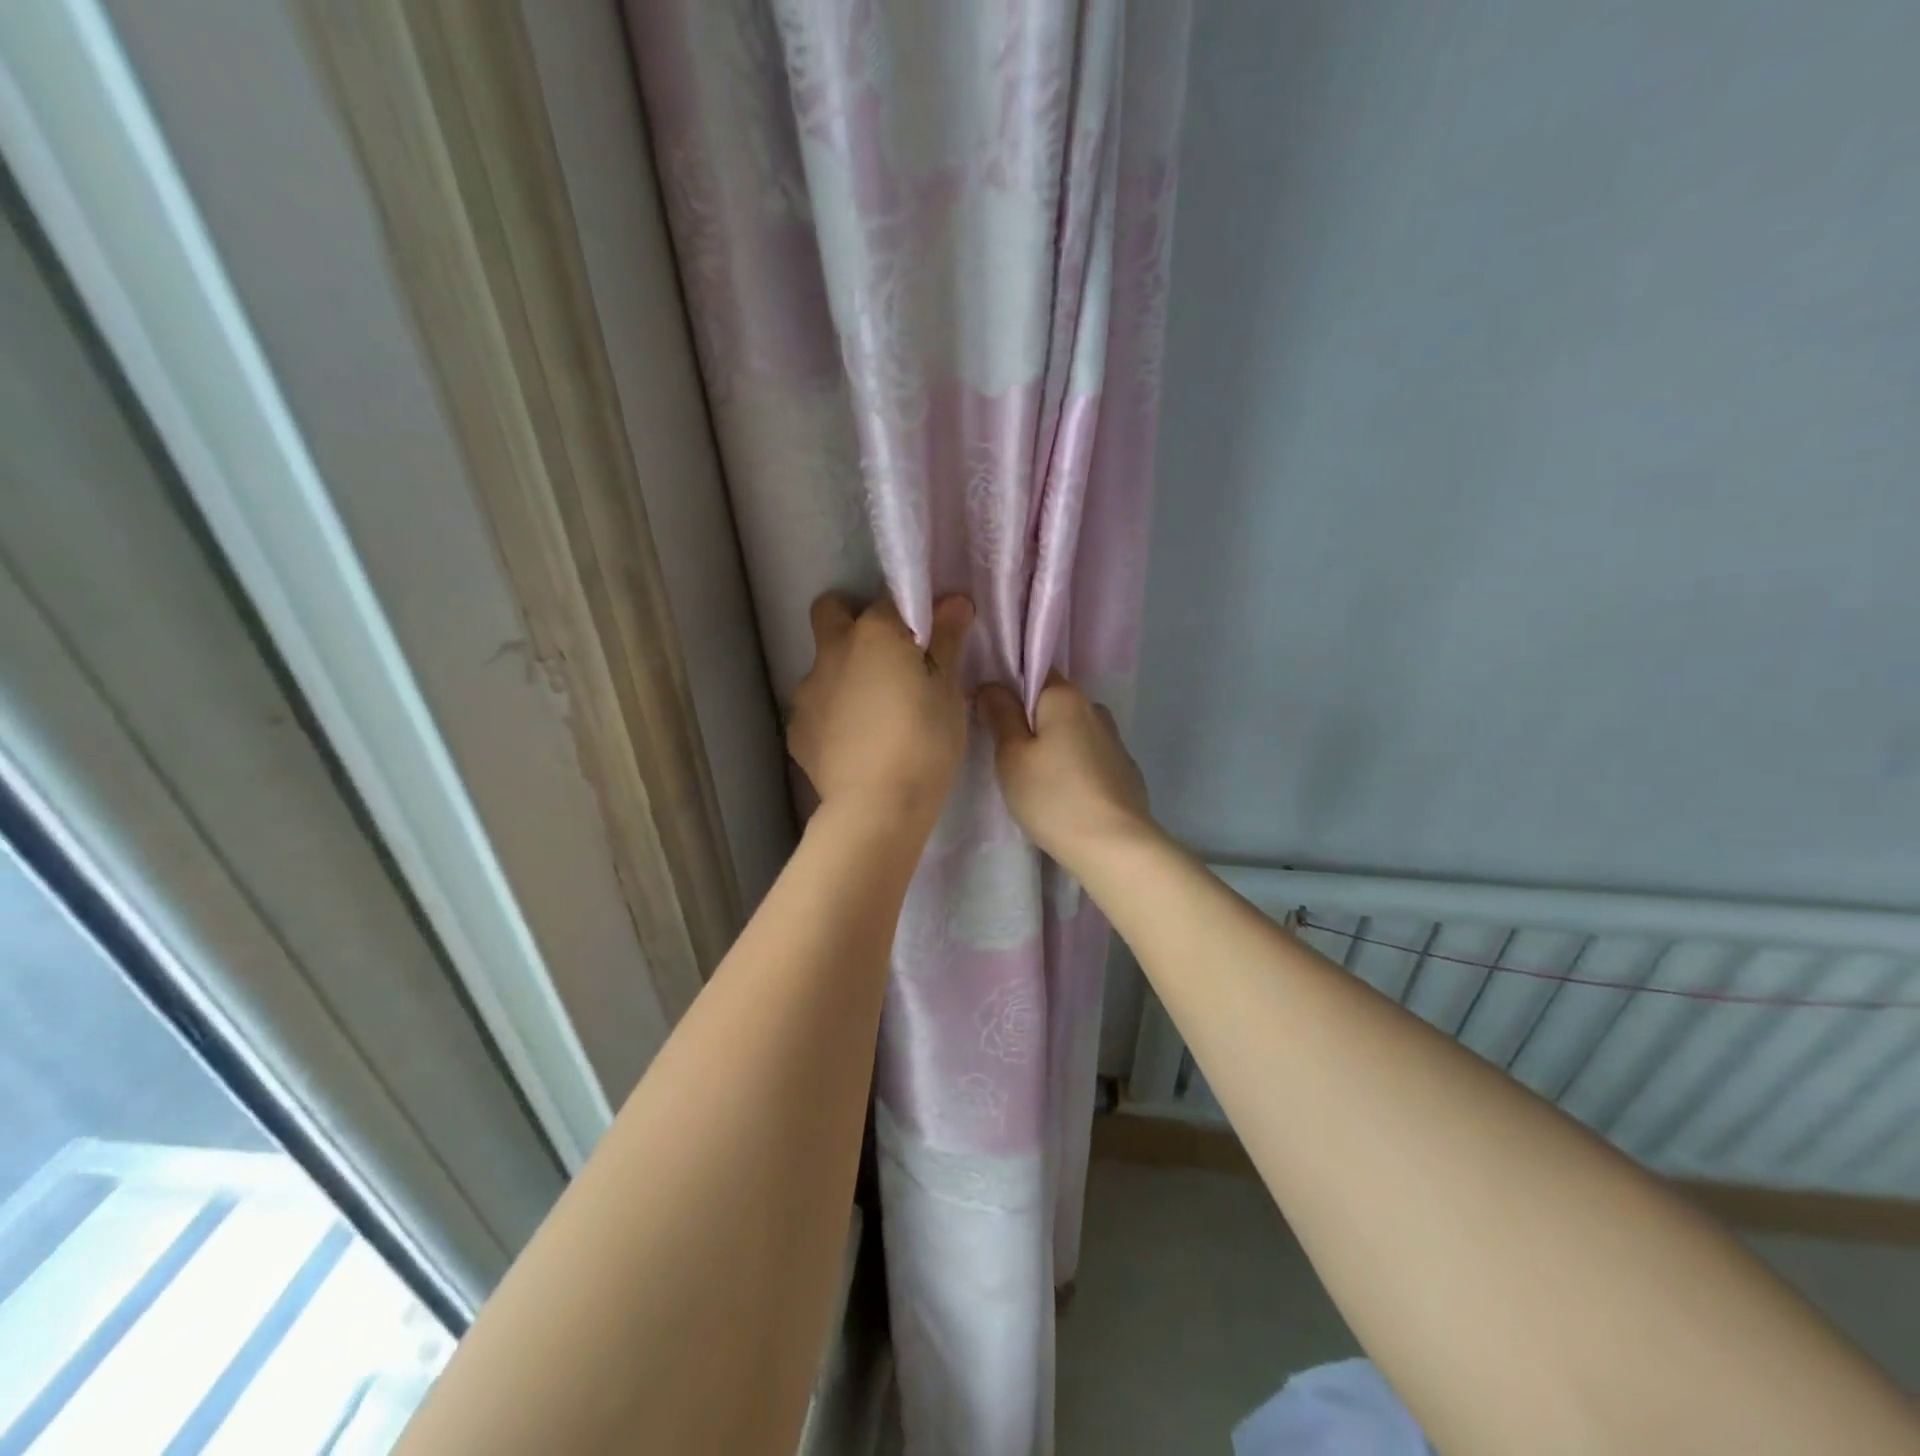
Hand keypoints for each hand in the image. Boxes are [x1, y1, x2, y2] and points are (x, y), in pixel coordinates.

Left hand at [788, 592, 973, 829]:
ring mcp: (807, 691)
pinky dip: (832, 716)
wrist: (878, 806)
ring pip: (822, 666)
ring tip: (871, 712)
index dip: (911, 614)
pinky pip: (815, 709)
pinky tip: (853, 743)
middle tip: (883, 655)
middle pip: (831, 611)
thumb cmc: (925, 742)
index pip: (893, 599)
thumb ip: (947, 641)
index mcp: (875, 633)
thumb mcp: (949, 692)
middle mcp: (833, 651)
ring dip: (843, 674)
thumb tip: (953, 601)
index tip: (929, 637)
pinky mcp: (796, 730)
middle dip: (851, 620)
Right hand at [976, 672, 1154, 864]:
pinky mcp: (1124, 771)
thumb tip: (991, 686)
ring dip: (1052, 745)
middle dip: (1029, 719)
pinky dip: (1073, 766)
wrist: (1115, 847)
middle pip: (1053, 703)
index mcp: (1066, 697)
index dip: (1008, 683)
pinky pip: (1088, 757)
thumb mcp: (1012, 756)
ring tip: (1032, 777)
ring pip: (1072, 731)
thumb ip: (1000, 715)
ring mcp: (1114, 741)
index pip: (1035, 669)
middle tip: (1003, 749)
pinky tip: (1062, 793)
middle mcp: (1095, 709)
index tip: (989, 708)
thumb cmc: (1054, 797)